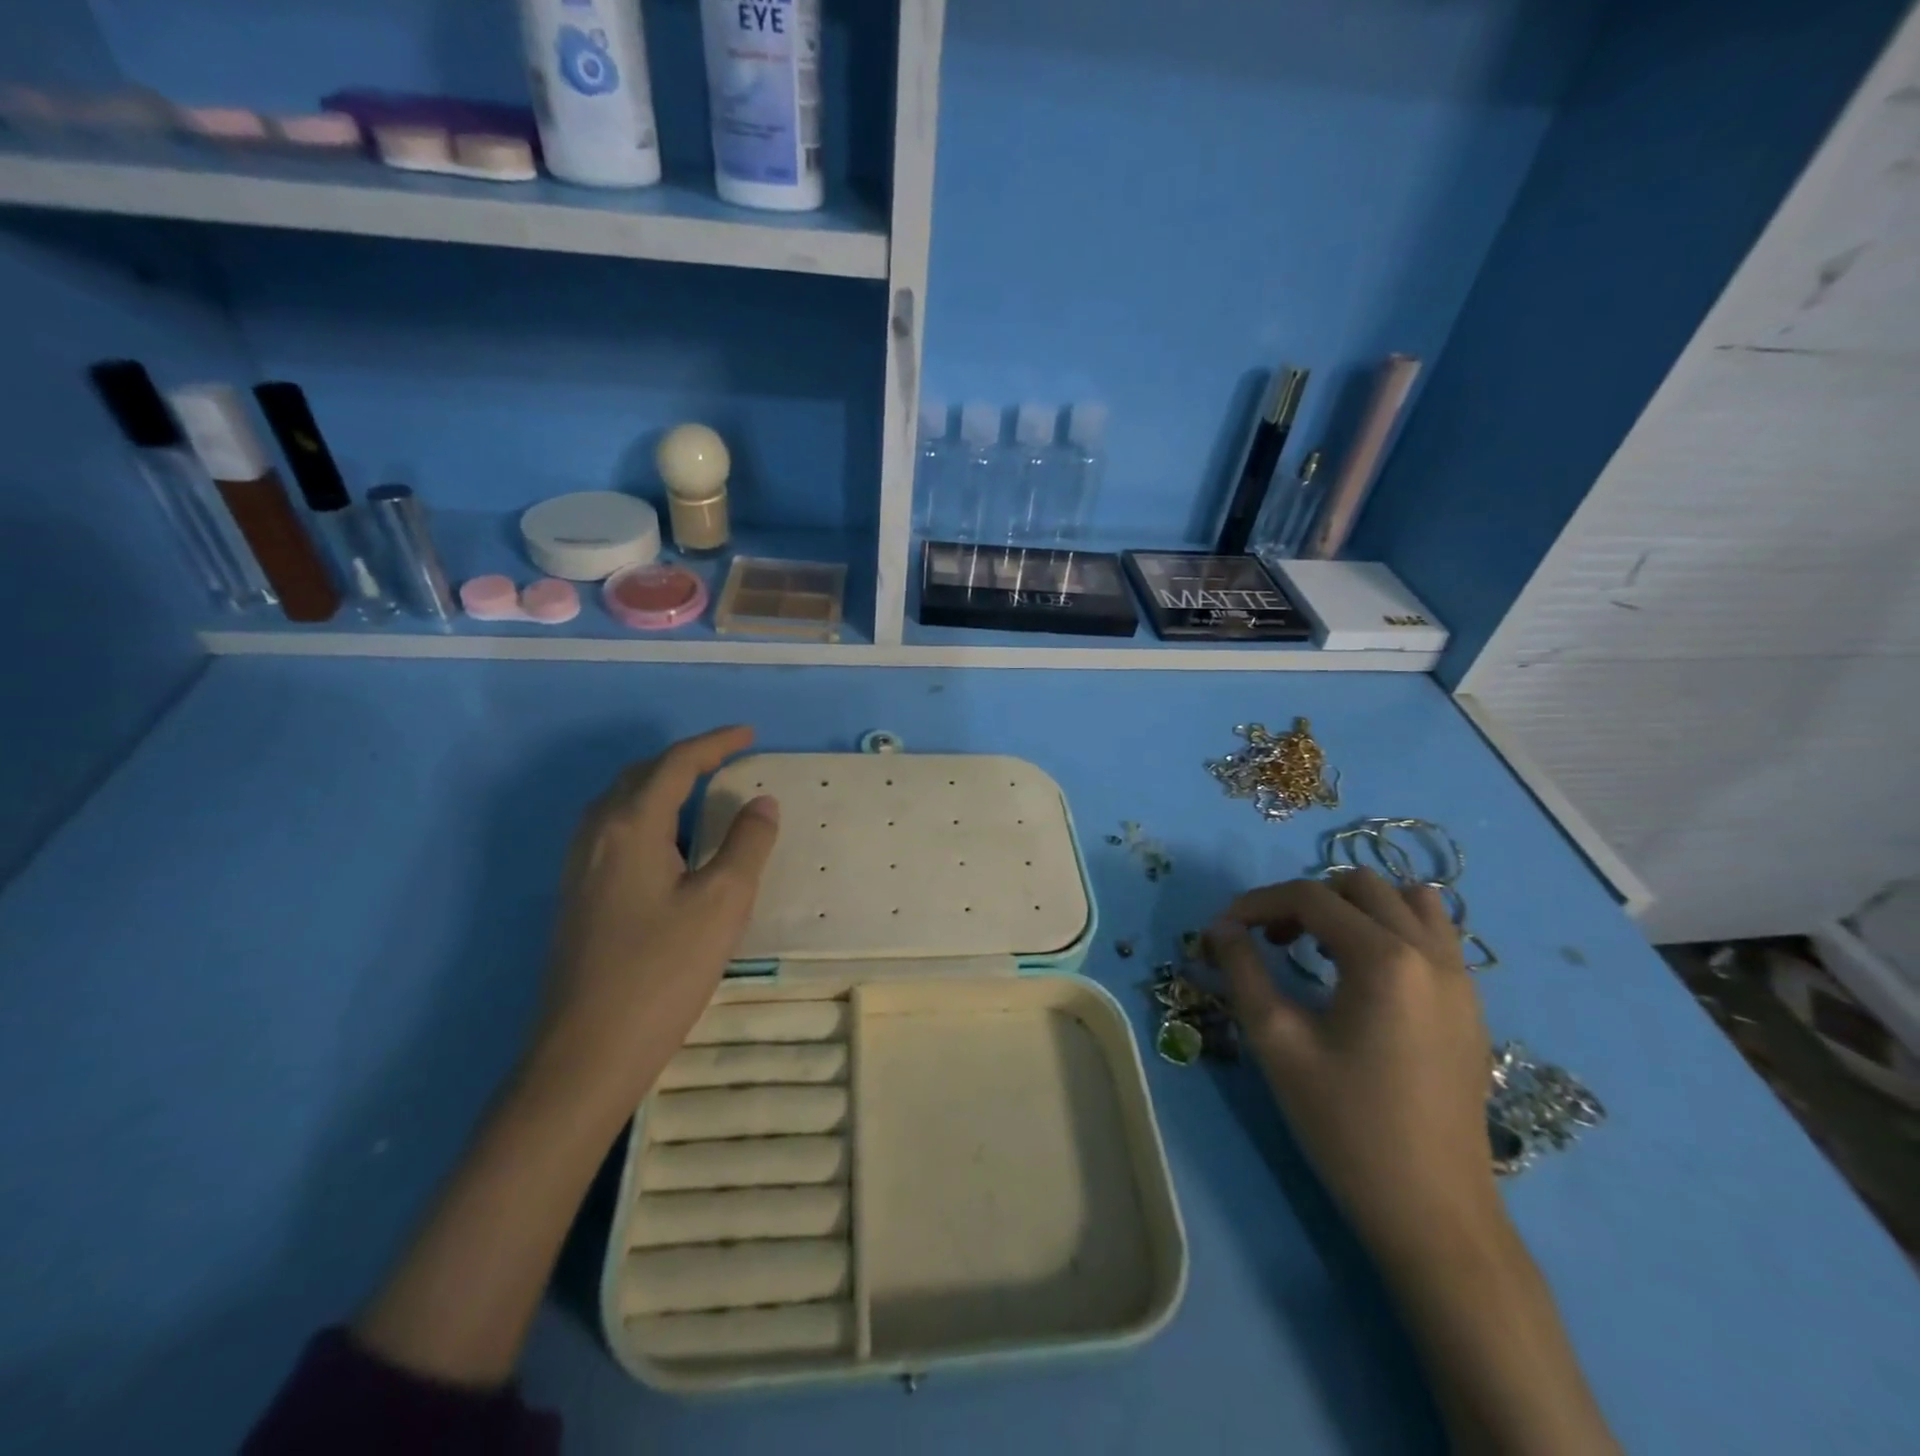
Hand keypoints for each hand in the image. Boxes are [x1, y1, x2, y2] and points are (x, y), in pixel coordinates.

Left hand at [529, 725, 780, 1118]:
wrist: (586, 1052)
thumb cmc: (662, 971)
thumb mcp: (722, 903)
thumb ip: (747, 844)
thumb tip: (761, 802)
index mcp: (630, 826)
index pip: (676, 765)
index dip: (715, 744)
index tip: (749, 735)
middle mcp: (597, 834)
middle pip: (641, 775)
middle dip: (686, 759)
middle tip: (728, 759)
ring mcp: (579, 866)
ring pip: (621, 802)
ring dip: (662, 785)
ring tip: (702, 791)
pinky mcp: (577, 895)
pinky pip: (614, 830)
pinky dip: (647, 815)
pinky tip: (668, 843)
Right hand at [1207, 870, 1498, 1268]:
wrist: (1433, 1213)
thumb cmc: (1346, 1124)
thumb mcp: (1277, 1042)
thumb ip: (1243, 971)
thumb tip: (1221, 928)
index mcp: (1384, 958)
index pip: (1309, 897)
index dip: (1256, 903)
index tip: (1222, 930)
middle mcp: (1430, 953)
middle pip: (1359, 885)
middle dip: (1304, 899)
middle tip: (1270, 940)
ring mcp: (1461, 978)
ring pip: (1407, 900)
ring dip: (1354, 906)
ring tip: (1320, 945)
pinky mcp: (1471, 1005)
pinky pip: (1434, 934)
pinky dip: (1392, 928)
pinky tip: (1363, 971)